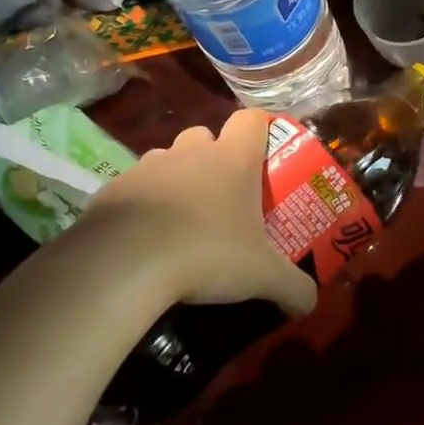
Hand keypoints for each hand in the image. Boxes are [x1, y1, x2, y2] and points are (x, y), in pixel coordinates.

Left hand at [83, 110, 317, 317]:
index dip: (263, 129)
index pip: (252, 119)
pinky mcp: (112, 189)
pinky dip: (144, 206)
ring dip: (178, 180)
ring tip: (185, 221)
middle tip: (226, 195)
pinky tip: (148, 240)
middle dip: (215, 157)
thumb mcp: (263, 277)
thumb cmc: (206, 254)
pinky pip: (135, 189)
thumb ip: (294, 288)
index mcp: (232, 160)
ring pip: (168, 160)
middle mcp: (189, 152)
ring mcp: (146, 167)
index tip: (268, 153)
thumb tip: (311, 304)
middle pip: (205, 134)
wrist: (123, 264)